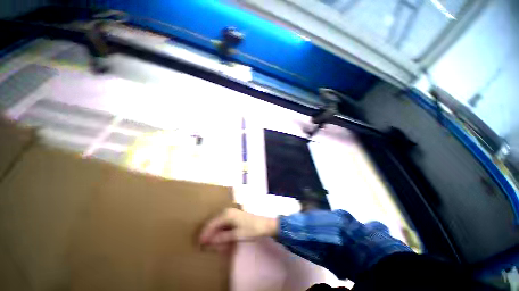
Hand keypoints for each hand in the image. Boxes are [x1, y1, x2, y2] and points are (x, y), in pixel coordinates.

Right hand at [199, 208, 277, 251]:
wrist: (264, 224)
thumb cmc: (251, 229)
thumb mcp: (236, 235)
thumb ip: (222, 238)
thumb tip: (209, 241)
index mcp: (227, 214)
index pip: (212, 224)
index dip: (205, 233)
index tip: (199, 243)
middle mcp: (227, 211)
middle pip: (214, 223)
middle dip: (210, 234)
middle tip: (206, 245)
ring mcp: (231, 213)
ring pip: (219, 223)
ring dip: (216, 233)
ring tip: (213, 243)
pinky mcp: (234, 216)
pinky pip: (224, 224)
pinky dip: (221, 231)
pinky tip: (221, 238)